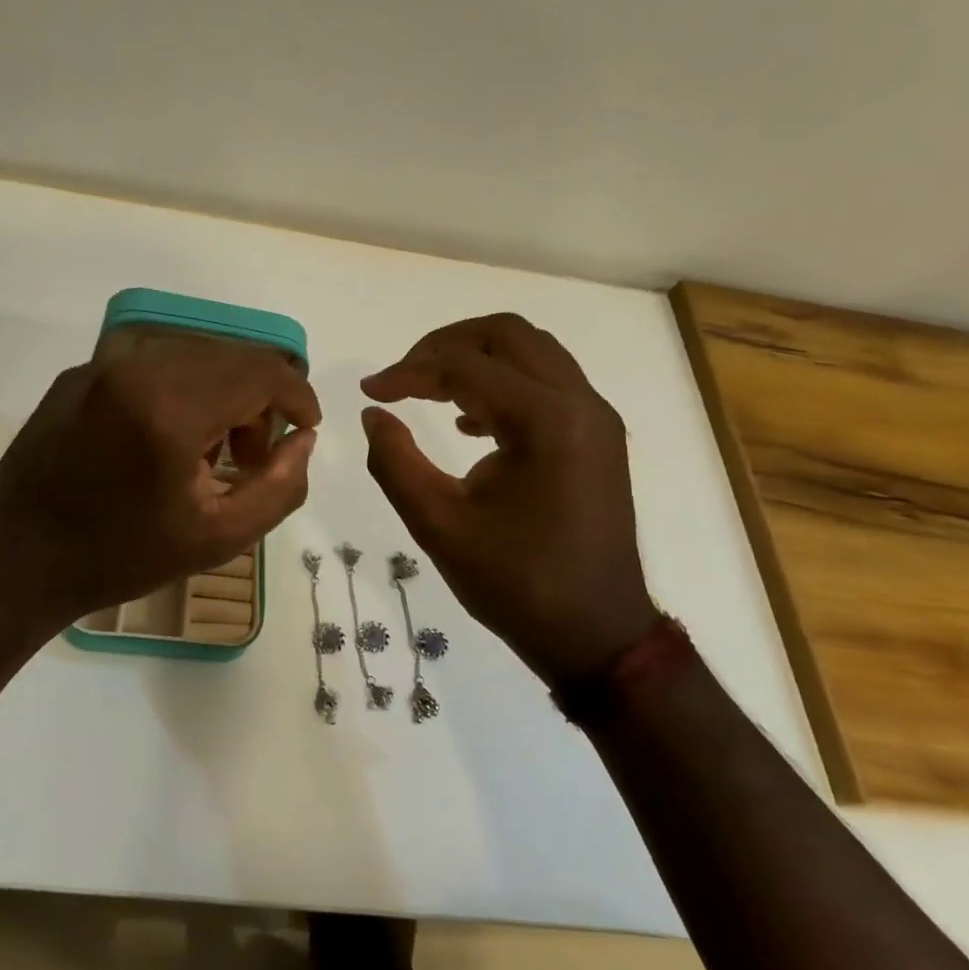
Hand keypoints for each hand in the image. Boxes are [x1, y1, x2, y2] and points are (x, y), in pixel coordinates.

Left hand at [0, 334, 319, 634]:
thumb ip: (280, 486)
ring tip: (210, 450)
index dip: (297, 395)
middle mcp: (137, 367)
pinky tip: (166, 437)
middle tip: (254, 454)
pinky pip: (152, 362)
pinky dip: (180, 387)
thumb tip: (304, 439)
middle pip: (230, 356)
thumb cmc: (122, 556)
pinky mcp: (80, 372)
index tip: (306, 427)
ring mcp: (102, 364)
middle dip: (260, 397)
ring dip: (222, 390)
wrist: (19, 559)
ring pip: (193, 353)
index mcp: (171, 408)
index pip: (261, 371)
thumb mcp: (219, 538)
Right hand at [360, 313, 659, 684]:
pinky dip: (502, 382)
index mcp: (547, 422)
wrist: (598, 635)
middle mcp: (580, 404)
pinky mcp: (597, 435)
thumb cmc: (517, 584)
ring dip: (476, 359)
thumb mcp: (438, 525)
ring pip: (530, 351)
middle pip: (507, 333)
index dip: (407, 371)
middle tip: (403, 376)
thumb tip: (373, 414)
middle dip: (445, 345)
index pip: (464, 366)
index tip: (370, 392)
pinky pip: (546, 382)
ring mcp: (595, 418)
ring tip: (429, 391)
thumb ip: (394, 461)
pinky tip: (468, 423)